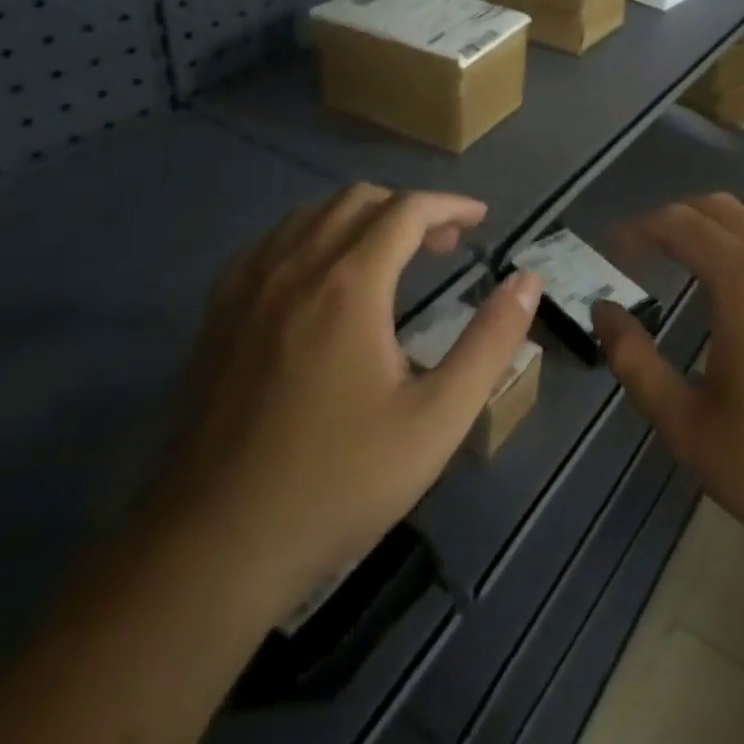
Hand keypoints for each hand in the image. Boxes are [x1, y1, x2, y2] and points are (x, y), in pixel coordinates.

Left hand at [157, 185, 541, 615]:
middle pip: (357, 201)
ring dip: (360, 217)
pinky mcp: (217, 314)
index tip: (480, 218)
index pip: (406, 210)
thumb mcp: (437, 419)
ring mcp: (246, 288)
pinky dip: (311, 237)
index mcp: (349, 284)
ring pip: (309, 215)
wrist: (216, 543)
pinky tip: (321, 277)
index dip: (449, 205)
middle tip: (444, 244)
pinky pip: (270, 243)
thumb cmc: (339, 480)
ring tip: (391, 254)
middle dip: (408, 209)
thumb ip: (490, 342)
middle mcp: (294, 267)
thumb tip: (528, 282)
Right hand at [591, 194, 743, 588]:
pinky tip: (734, 289)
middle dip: (671, 217)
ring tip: (680, 260)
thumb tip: (603, 311)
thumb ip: (635, 361)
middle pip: (719, 208)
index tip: (608, 248)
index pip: (680, 224)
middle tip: (638, 250)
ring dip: (711, 226)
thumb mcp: (688, 426)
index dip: (637, 228)